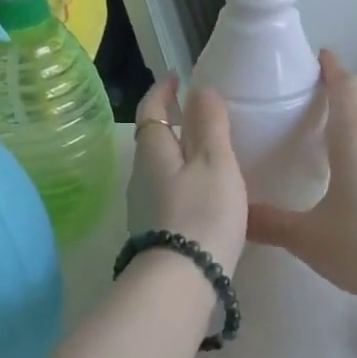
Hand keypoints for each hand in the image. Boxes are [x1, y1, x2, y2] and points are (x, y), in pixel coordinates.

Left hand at [129, 75, 247, 273]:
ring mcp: (145, 207)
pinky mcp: (156, 232)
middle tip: (199, 113)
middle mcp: (141, 176)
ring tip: (208, 151)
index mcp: (153, 152)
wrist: (182, 281)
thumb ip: (209, 124)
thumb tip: (199, 89)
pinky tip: (205, 192)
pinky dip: (184, 181)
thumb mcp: (215, 162)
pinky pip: (168, 193)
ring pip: (161, 168)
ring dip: (179, 154)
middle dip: (171, 122)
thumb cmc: (202, 213)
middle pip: (153, 140)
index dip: (163, 91)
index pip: (152, 111)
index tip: (176, 76)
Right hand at [247, 50, 356, 309]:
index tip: (318, 55)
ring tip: (331, 124)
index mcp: (354, 139)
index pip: (345, 87)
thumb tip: (235, 214)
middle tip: (312, 91)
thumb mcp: (308, 237)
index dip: (332, 68)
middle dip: (342, 88)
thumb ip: (269, 223)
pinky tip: (354, 165)